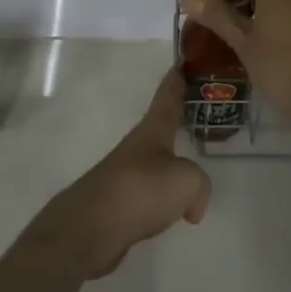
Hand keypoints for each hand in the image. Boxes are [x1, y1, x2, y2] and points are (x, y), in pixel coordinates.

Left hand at [35, 67, 211, 279]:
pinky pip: (149, 196)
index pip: (168, 96)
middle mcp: (138, 147)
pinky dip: (162, 201)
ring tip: (191, 174)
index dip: (177, 79)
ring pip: (155, 164)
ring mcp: (125, 175)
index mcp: (153, 130)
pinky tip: (173, 216)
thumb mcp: (186, 180)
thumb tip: (193, 205)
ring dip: (171, 165)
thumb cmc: (141, 189)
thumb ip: (200, 184)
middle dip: (177, 121)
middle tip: (199, 116)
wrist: (90, 229)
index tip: (182, 61)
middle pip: (161, 128)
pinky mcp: (118, 205)